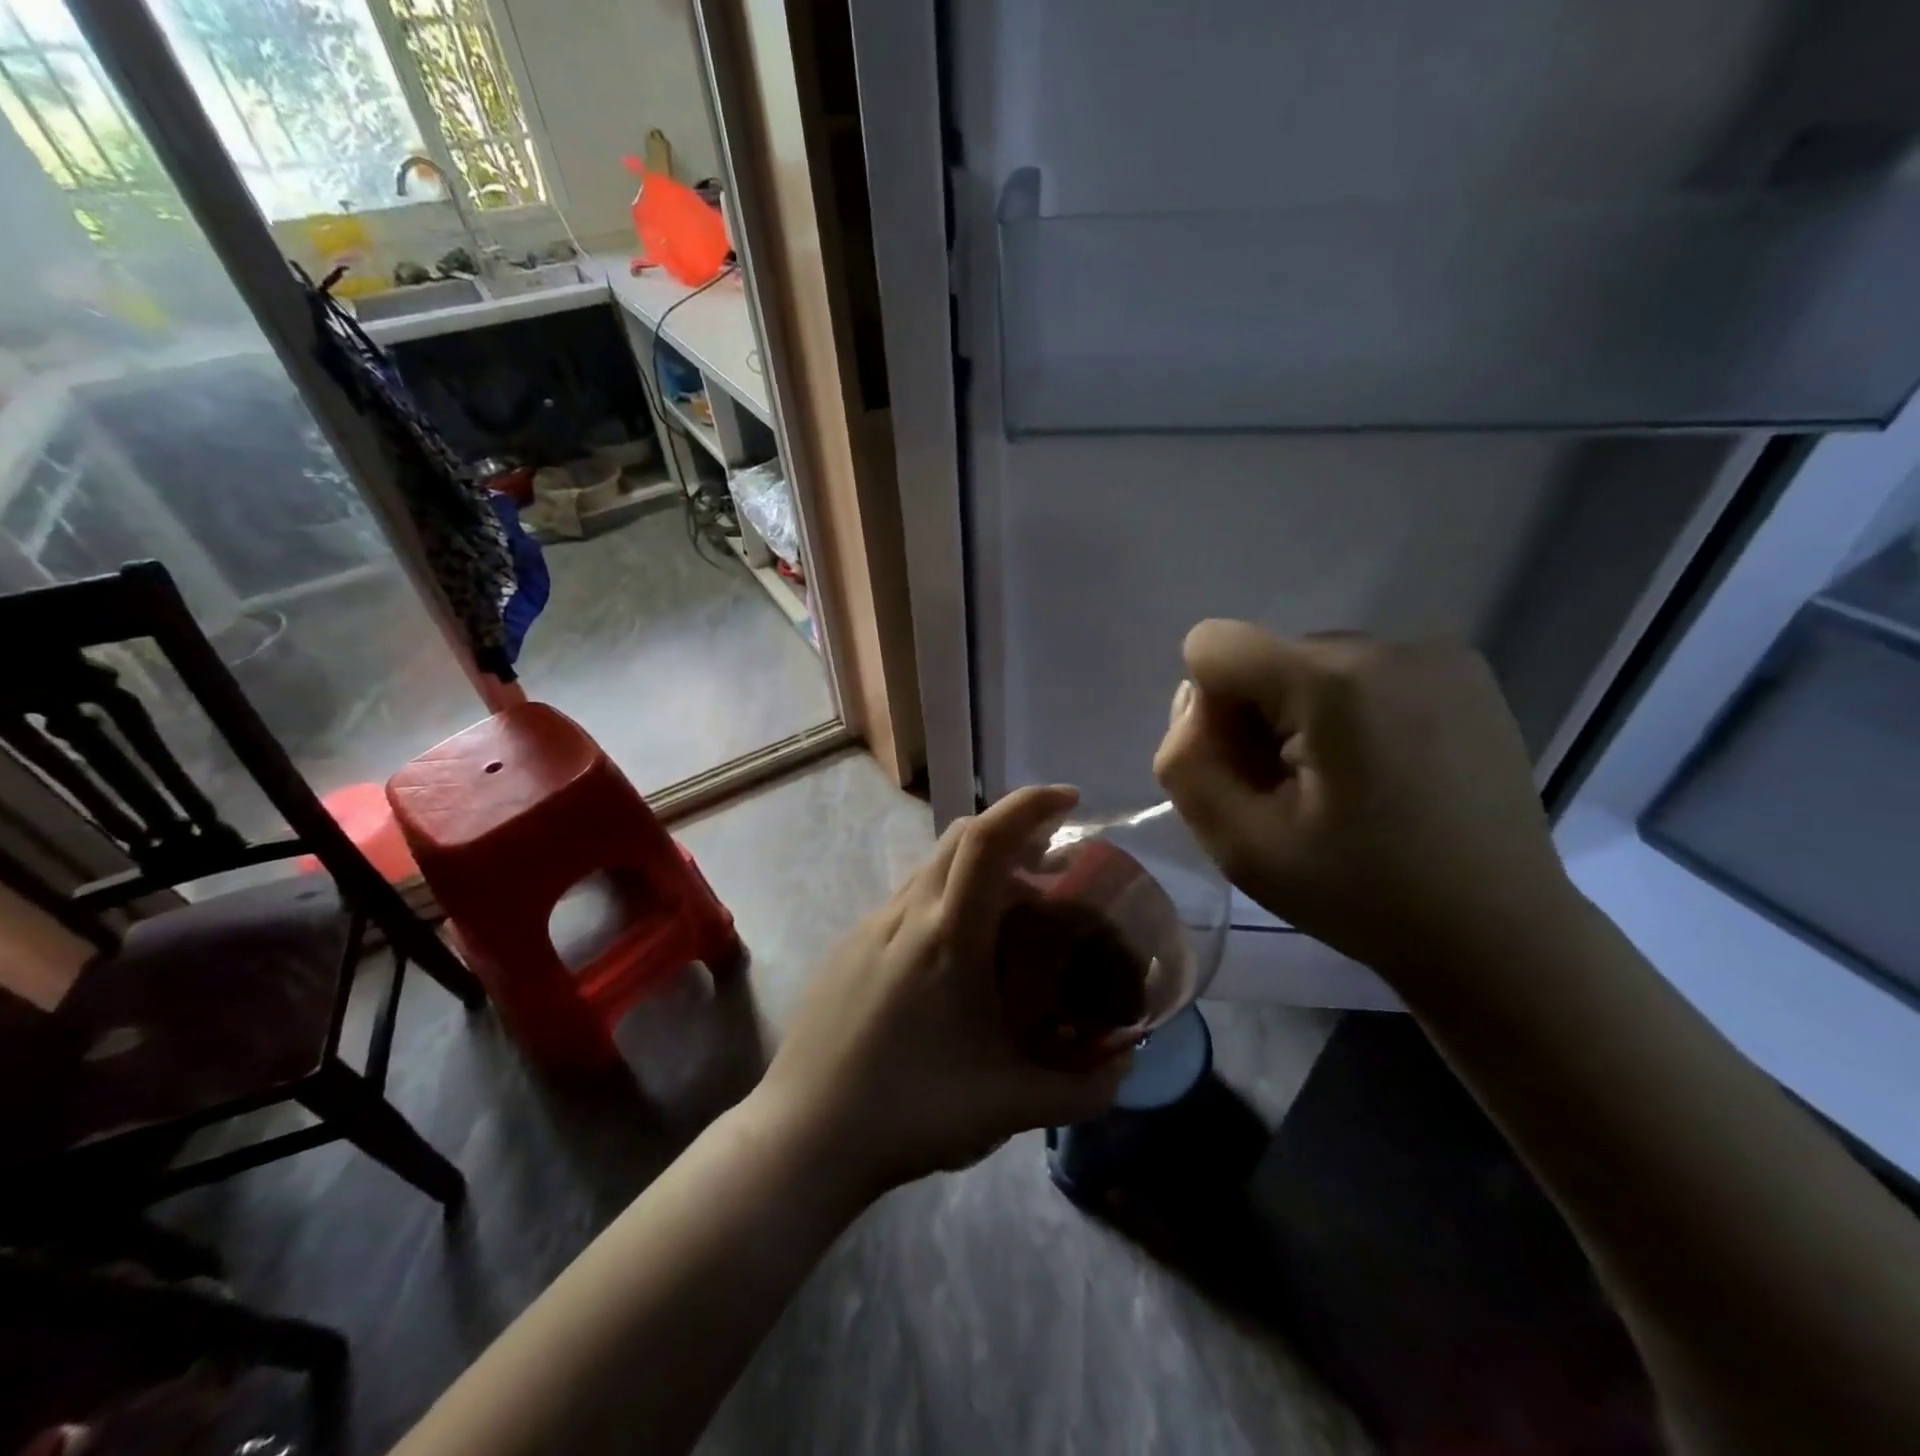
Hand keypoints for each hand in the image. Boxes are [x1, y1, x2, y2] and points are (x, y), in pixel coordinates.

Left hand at [757, 785, 1130, 1197]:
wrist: (803, 1135)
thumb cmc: (911, 1112)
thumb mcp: (1010, 1107)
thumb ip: (1081, 1090)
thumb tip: (1126, 1065)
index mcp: (947, 937)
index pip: (986, 839)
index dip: (1028, 805)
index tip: (1068, 800)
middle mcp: (905, 914)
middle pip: (959, 836)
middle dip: (1009, 830)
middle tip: (1048, 866)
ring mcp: (868, 927)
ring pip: (931, 868)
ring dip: (975, 869)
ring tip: (1008, 917)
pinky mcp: (847, 947)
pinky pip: (906, 902)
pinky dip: (943, 901)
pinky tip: (954, 961)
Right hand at [1151, 620, 1581, 989]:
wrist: (1501, 935)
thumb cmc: (1363, 897)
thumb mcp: (1240, 846)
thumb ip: (1185, 763)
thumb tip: (1196, 703)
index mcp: (1333, 681)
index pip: (1213, 646)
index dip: (1210, 713)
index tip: (1255, 774)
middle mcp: (1387, 643)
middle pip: (1266, 659)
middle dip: (1259, 719)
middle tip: (1299, 796)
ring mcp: (1437, 653)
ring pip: (1310, 666)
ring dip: (1302, 718)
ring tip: (1346, 790)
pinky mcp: (1465, 672)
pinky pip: (1362, 673)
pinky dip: (1349, 713)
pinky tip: (1386, 773)